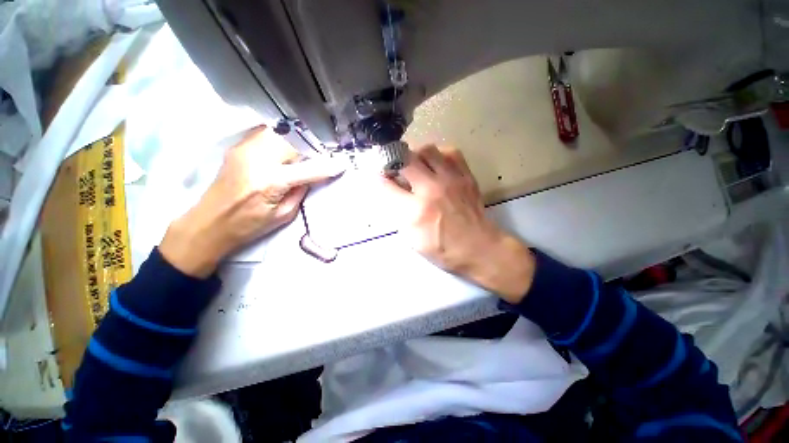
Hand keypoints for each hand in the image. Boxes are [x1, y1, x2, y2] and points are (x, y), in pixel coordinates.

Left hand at [160, 126, 344, 277]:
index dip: (327, 167)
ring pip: (280, 133)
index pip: (308, 169)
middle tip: (319, 158)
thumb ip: (300, 192)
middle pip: (293, 142)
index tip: (341, 164)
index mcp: (270, 183)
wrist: (208, 223)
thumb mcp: (283, 215)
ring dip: (296, 141)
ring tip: (303, 154)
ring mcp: (245, 150)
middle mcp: (257, 160)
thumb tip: (311, 176)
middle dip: (311, 148)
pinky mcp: (238, 148)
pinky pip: (266, 134)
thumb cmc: (248, 226)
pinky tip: (284, 150)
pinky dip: (281, 139)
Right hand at [380, 145, 535, 303]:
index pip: (387, 185)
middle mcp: (432, 190)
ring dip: (416, 155)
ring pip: (427, 150)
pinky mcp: (466, 176)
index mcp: (415, 211)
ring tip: (416, 165)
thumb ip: (398, 213)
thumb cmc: (442, 249)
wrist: (479, 248)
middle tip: (396, 168)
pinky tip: (436, 164)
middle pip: (405, 159)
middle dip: (394, 161)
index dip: (378, 178)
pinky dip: (439, 155)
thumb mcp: (412, 239)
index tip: (378, 177)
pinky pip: (451, 152)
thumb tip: (392, 191)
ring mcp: (451, 180)